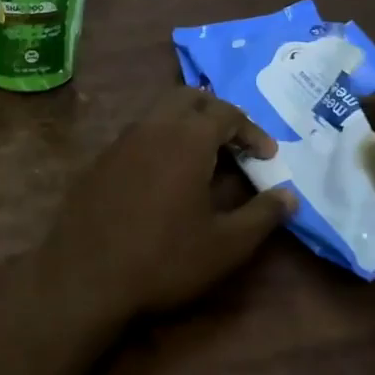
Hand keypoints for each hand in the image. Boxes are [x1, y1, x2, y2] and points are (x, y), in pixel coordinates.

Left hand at [34, 88, 296, 325]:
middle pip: (188, 98)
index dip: (252, 130)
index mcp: (185, 139)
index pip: (226, 112)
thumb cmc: (164, 259)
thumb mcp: (226, 245)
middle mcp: (151, 128)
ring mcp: (119, 142)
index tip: (267, 157)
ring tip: (204, 159)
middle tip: (235, 144)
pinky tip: (165, 177)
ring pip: (158, 113)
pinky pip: (137, 135)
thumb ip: (263, 215)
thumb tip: (289, 196)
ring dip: (185, 124)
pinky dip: (159, 141)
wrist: (85, 276)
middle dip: (217, 113)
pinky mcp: (99, 161)